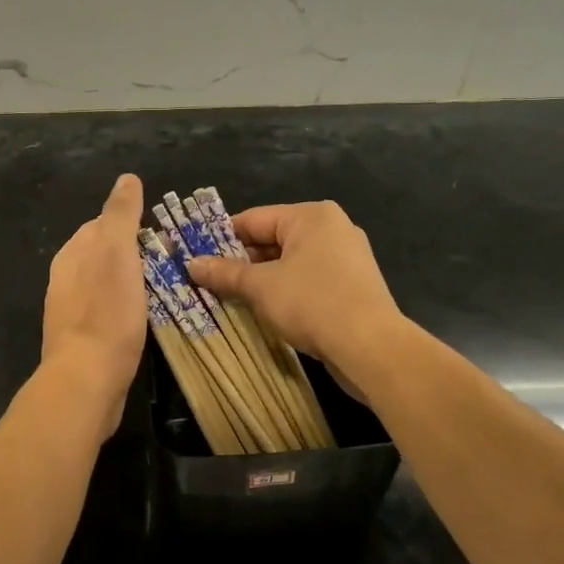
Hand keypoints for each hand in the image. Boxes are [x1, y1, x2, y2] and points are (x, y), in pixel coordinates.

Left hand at [41, 174, 146, 436]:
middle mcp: (65, 278)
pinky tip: (143, 321)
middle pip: (103, 255)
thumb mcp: (117, 253)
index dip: (132, 225)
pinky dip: (125, 309)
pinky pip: (107, 313)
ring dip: (130, 283)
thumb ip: (120, 214)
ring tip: (163, 290)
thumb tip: (127, 178)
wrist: (86, 380)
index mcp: (72, 253)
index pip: (101, 224)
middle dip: (132, 254)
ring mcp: (70, 311)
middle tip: (170, 263)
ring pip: (105, 284)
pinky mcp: (81, 341)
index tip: (162, 236)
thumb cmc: (106, 313)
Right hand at [185, 201, 403, 379]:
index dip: (221, 238)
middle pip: (272, 239)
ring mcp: (346, 257)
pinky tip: (265, 310)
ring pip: (290, 262)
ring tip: (230, 297)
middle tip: (209, 281)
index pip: (254, 219)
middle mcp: (332, 228)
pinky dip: (285, 291)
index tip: (196, 256)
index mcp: (311, 216)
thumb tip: (191, 264)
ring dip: (261, 279)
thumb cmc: (312, 303)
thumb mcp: (260, 287)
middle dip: (241, 262)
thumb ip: (225, 272)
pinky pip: (308, 280)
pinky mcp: (352, 285)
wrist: (371, 347)